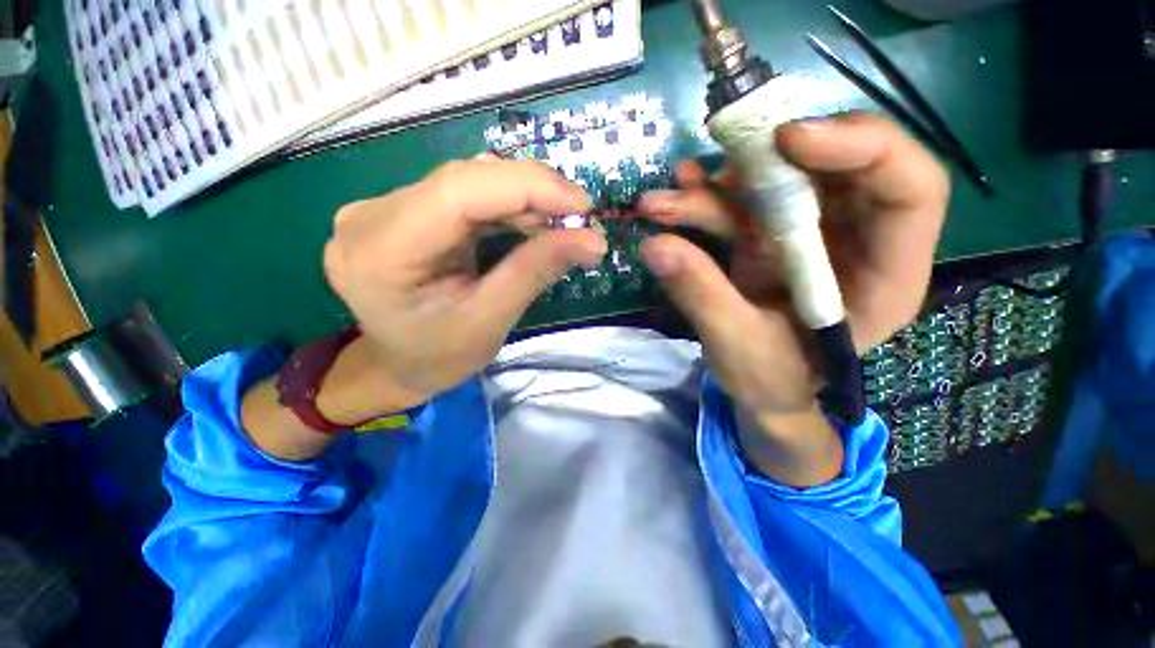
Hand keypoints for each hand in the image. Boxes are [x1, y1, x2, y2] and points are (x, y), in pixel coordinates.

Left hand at [323, 159, 606, 411]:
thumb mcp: (489, 322)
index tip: (583, 205)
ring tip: (561, 225)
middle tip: (580, 219)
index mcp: (380, 250)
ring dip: (523, 200)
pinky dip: (506, 207)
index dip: (528, 187)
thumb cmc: (436, 358)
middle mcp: (371, 214)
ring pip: (468, 182)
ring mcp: (384, 208)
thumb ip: (535, 272)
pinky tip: (532, 225)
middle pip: (465, 180)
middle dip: (532, 193)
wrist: (395, 367)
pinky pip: (465, 195)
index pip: (459, 190)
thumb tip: (593, 240)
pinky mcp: (404, 212)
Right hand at [637, 113, 948, 482]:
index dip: (861, 147)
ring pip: (778, 183)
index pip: (909, 187)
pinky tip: (674, 201)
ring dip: (718, 184)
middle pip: (837, 167)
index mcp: (884, 275)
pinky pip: (742, 206)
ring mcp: (810, 236)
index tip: (786, 140)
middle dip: (773, 156)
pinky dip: (705, 200)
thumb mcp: (738, 345)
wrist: (762, 391)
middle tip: (718, 158)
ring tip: (666, 197)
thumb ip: (701, 294)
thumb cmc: (770, 381)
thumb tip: (654, 246)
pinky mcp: (771, 239)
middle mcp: (857, 241)